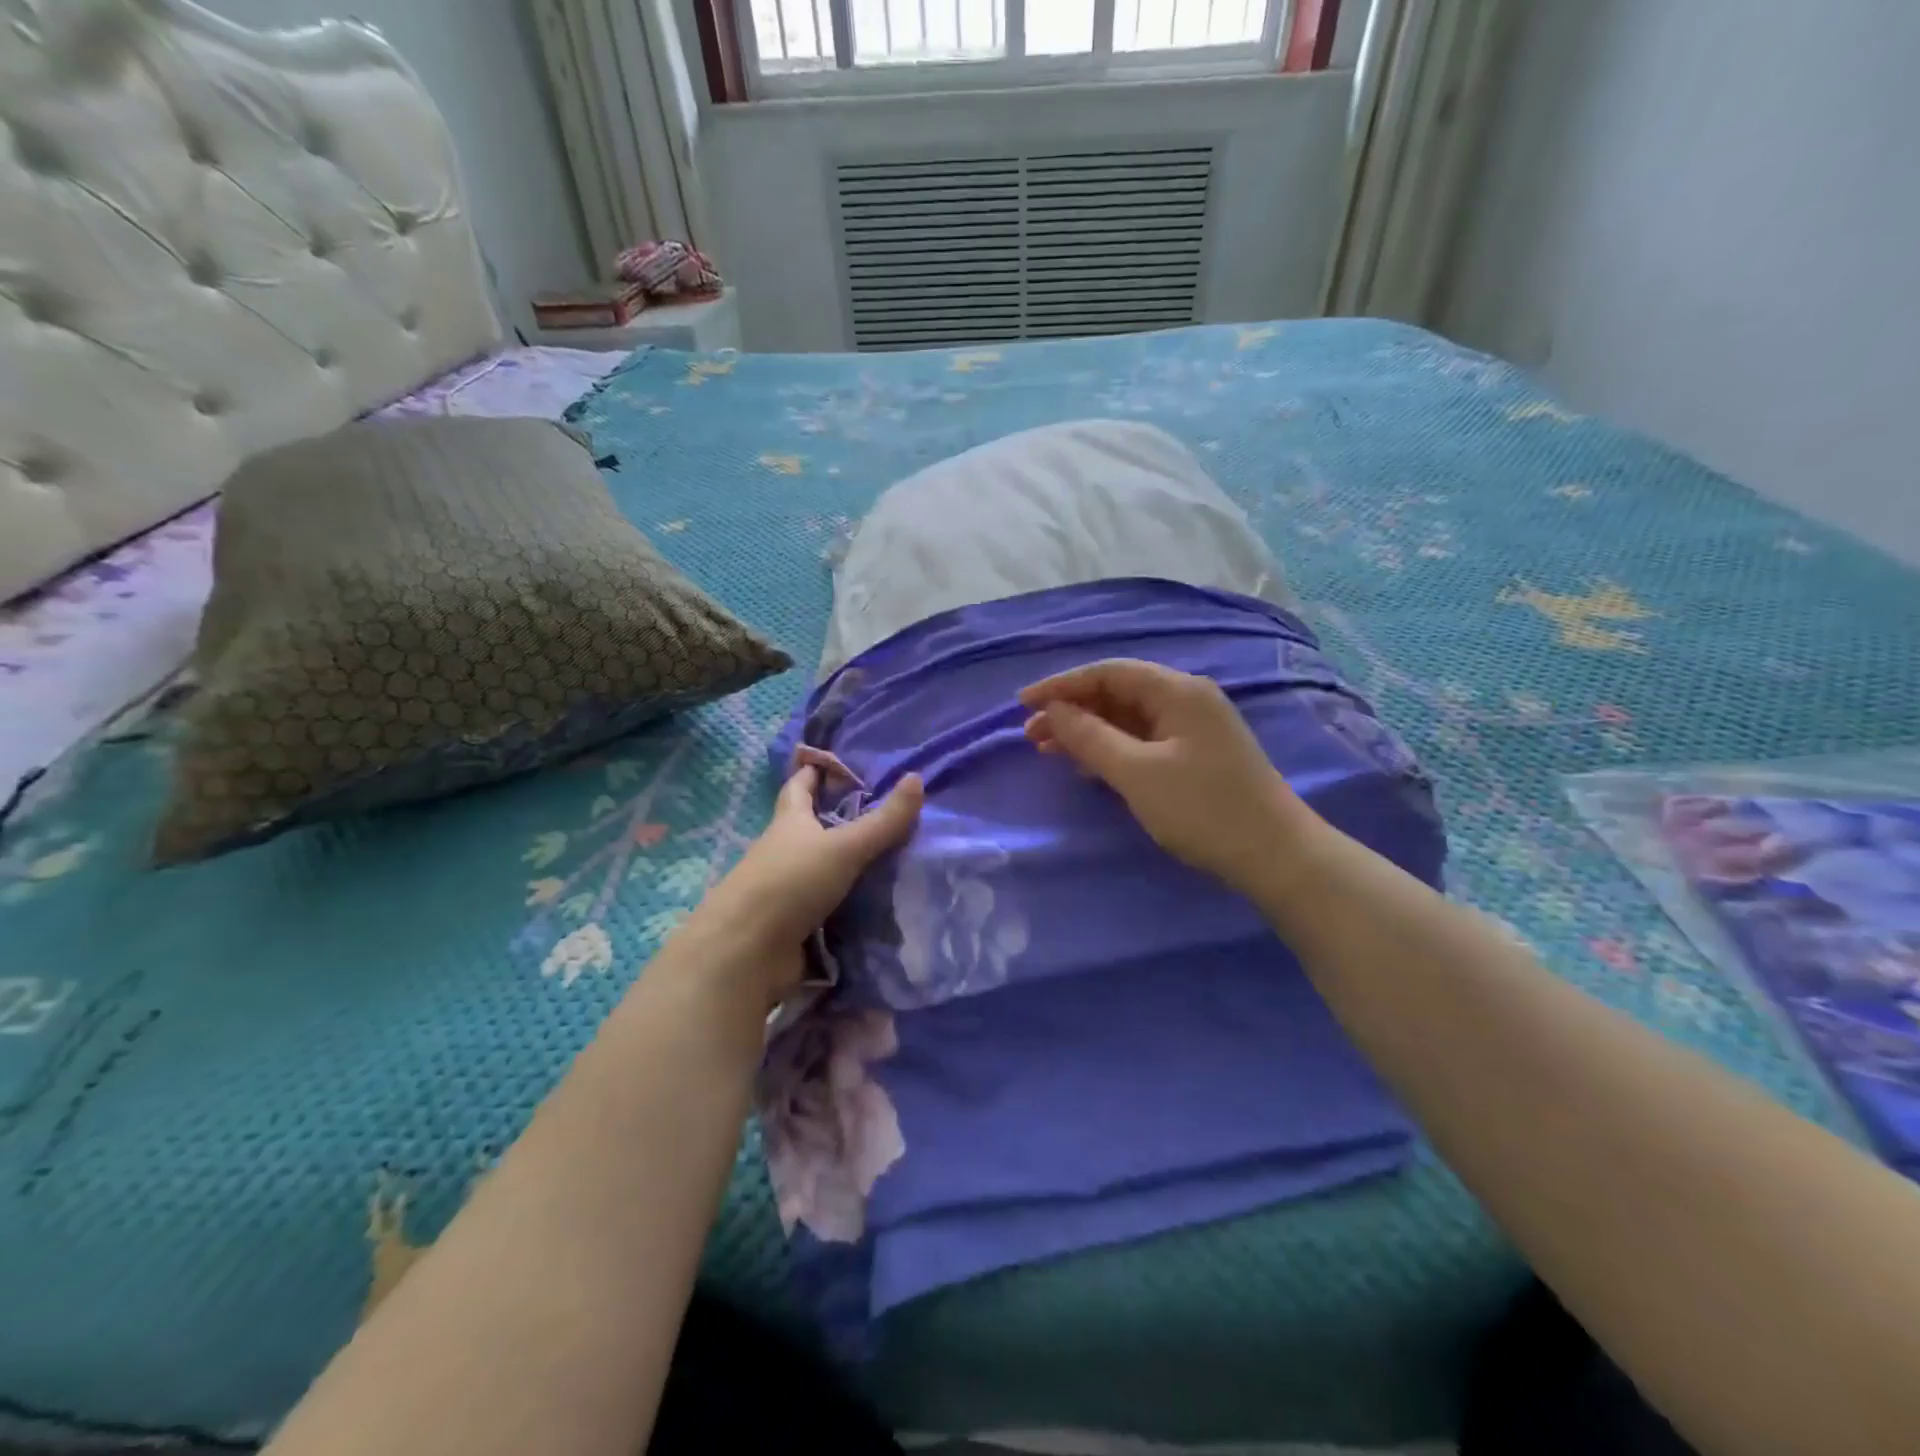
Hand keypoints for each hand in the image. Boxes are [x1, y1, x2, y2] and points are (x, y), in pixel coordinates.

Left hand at [684, 766, 923, 1004]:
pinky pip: (830, 905)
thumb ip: (883, 820)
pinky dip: (851, 902)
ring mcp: (787, 889)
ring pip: (823, 868)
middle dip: (841, 819)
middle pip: (812, 827)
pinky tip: (881, 904)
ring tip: (895, 859)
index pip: (800, 786)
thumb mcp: (844, 846)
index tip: (839, 762)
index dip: (815, 772)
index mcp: (790, 822)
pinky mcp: (794, 923)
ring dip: (850, 865)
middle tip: (884, 812)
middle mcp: (785, 851)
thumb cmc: (791, 882)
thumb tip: (917, 778)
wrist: (748, 952)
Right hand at [1020, 659, 1307, 893]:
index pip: (1108, 672)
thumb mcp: (1137, 773)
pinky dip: (1111, 749)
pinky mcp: (1195, 755)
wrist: (1274, 855)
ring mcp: (1193, 728)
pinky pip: (1142, 740)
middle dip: (1071, 710)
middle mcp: (1186, 699)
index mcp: (1177, 691)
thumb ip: (1090, 738)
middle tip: (1031, 735)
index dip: (1061, 685)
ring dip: (1087, 731)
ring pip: (1127, 719)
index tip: (1022, 703)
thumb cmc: (1202, 808)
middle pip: (1117, 693)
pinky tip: (1087, 766)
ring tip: (1047, 750)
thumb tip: (1053, 711)